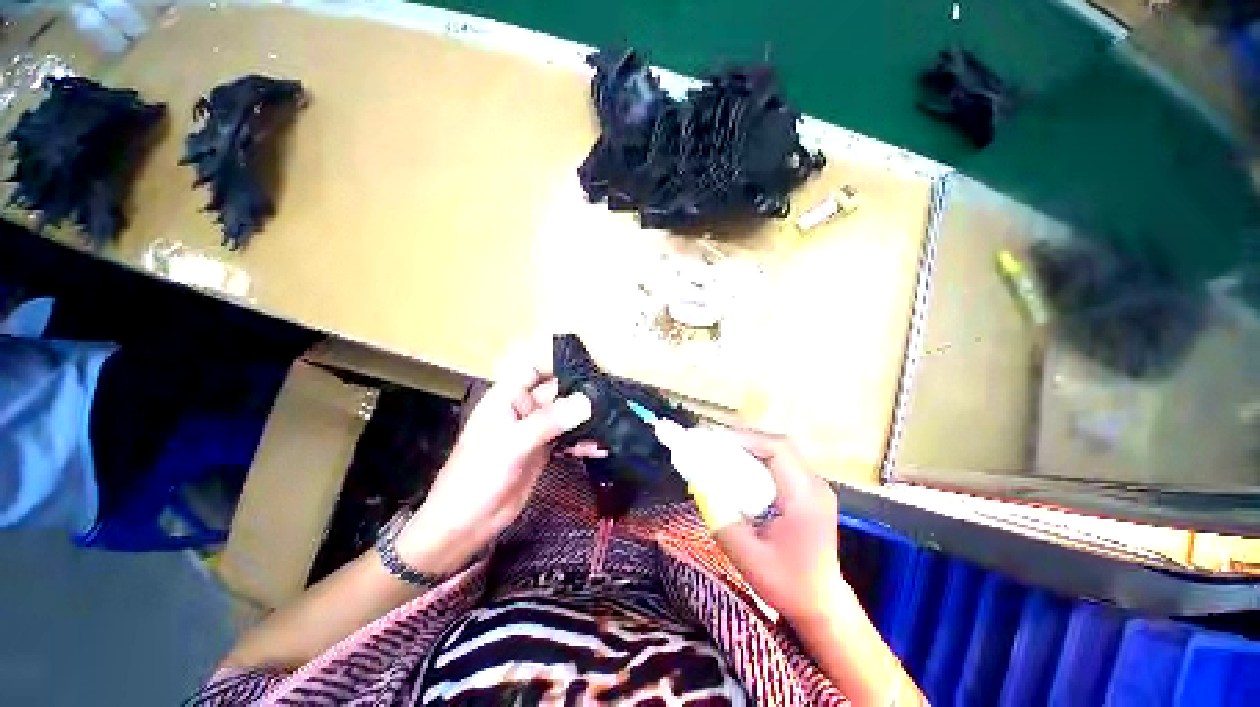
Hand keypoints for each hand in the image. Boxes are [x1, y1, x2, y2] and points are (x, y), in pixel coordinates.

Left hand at [396, 345, 591, 574]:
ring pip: (564, 416)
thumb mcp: (512, 444)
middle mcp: (523, 410)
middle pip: (556, 392)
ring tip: (611, 421)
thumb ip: (549, 421)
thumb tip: (585, 401)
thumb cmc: (478, 476)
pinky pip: (567, 440)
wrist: (465, 525)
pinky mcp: (543, 452)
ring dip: (584, 419)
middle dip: (580, 393)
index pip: (535, 370)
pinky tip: (599, 448)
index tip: (589, 367)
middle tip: (610, 396)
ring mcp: (533, 431)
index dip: (558, 365)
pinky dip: (582, 442)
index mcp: (507, 398)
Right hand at [712, 433, 845, 623]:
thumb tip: (699, 486)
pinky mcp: (809, 491)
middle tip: (712, 445)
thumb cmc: (787, 585)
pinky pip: (781, 463)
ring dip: (749, 449)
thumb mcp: (747, 558)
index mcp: (805, 498)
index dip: (745, 438)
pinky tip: (740, 470)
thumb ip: (722, 520)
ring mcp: (815, 487)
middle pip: (778, 445)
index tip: (714, 440)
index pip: (777, 449)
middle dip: (743, 441)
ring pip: (779, 451)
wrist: (821, 604)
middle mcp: (815, 485)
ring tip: (721, 454)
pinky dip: (757, 460)